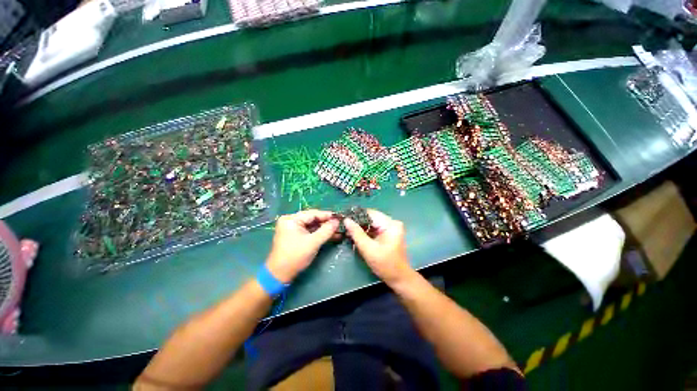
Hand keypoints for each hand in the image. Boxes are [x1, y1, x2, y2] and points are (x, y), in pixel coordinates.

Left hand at [266, 210, 338, 282]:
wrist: (280, 275)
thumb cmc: (295, 256)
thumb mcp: (313, 242)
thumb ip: (326, 230)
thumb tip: (337, 221)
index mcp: (291, 219)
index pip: (313, 214)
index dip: (327, 215)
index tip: (340, 217)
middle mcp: (291, 221)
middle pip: (313, 219)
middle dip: (327, 223)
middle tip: (340, 224)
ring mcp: (293, 229)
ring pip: (312, 226)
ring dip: (325, 229)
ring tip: (338, 231)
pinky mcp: (295, 236)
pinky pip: (310, 232)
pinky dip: (319, 234)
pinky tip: (331, 235)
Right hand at [344, 209, 413, 285]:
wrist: (399, 278)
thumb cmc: (385, 264)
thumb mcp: (368, 248)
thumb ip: (356, 233)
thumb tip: (346, 220)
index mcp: (390, 224)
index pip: (370, 213)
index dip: (356, 215)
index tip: (343, 217)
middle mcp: (392, 222)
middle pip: (371, 217)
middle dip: (358, 222)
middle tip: (344, 225)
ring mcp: (391, 228)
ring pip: (372, 223)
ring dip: (361, 227)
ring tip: (347, 230)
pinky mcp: (388, 234)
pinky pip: (374, 229)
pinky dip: (366, 232)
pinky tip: (356, 235)